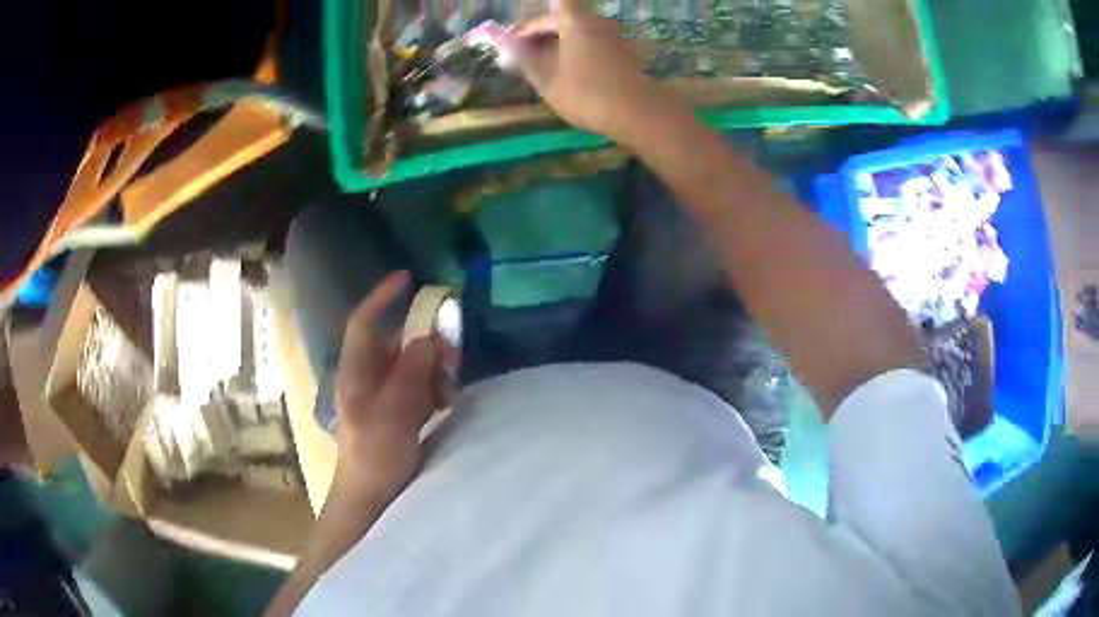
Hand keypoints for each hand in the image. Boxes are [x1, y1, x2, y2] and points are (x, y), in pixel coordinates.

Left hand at [332, 272, 454, 502]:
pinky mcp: (396, 413)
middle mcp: (367, 378)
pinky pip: (418, 387)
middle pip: (396, 344)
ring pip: (411, 365)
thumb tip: (428, 338)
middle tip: (453, 356)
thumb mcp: (392, 414)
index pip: (364, 323)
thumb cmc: (374, 456)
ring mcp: (382, 396)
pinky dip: (433, 388)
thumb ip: (410, 374)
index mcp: (356, 373)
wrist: (371, 496)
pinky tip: (445, 402)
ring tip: (449, 388)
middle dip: (424, 343)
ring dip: (433, 369)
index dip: (382, 297)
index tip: (408, 277)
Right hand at [517, 0, 685, 143]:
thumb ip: (525, 59)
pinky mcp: (626, 55)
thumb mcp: (547, 80)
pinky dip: (578, 54)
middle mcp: (598, 23)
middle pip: (564, 21)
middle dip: (542, 37)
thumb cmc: (587, 93)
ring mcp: (615, 38)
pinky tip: (572, 76)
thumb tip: (507, 47)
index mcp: (576, 22)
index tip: (517, 42)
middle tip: (525, 59)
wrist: (638, 113)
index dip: (531, 25)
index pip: (548, 12)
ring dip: (560, 46)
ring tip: (546, 70)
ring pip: (580, 34)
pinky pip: (594, 46)